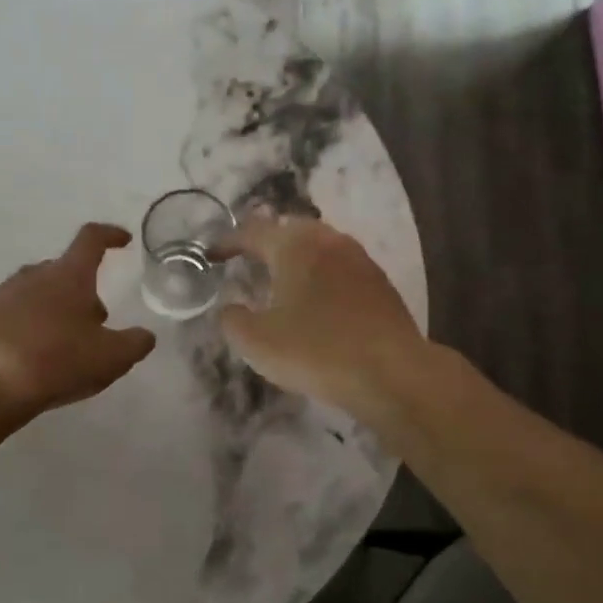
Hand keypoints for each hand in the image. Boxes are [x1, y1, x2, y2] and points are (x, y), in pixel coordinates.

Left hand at [0, 223, 156, 416]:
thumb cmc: (58, 362)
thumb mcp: (111, 358)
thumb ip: (135, 343)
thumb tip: (145, 335)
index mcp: (68, 276)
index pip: (91, 240)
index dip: (110, 236)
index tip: (123, 240)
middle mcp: (33, 275)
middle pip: (64, 270)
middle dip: (83, 290)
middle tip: (95, 322)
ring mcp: (2, 294)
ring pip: (36, 291)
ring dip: (54, 308)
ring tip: (63, 342)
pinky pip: (12, 312)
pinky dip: (27, 324)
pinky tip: (31, 354)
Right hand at [217, 215, 425, 414]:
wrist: (391, 373)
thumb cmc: (315, 350)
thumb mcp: (256, 342)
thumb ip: (232, 320)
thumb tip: (230, 308)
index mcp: (295, 246)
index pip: (252, 231)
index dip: (227, 242)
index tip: (211, 256)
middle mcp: (329, 241)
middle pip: (290, 229)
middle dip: (266, 241)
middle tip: (248, 259)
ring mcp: (360, 259)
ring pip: (319, 245)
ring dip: (296, 257)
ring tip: (281, 278)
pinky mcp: (380, 283)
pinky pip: (340, 267)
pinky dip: (321, 274)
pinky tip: (317, 300)